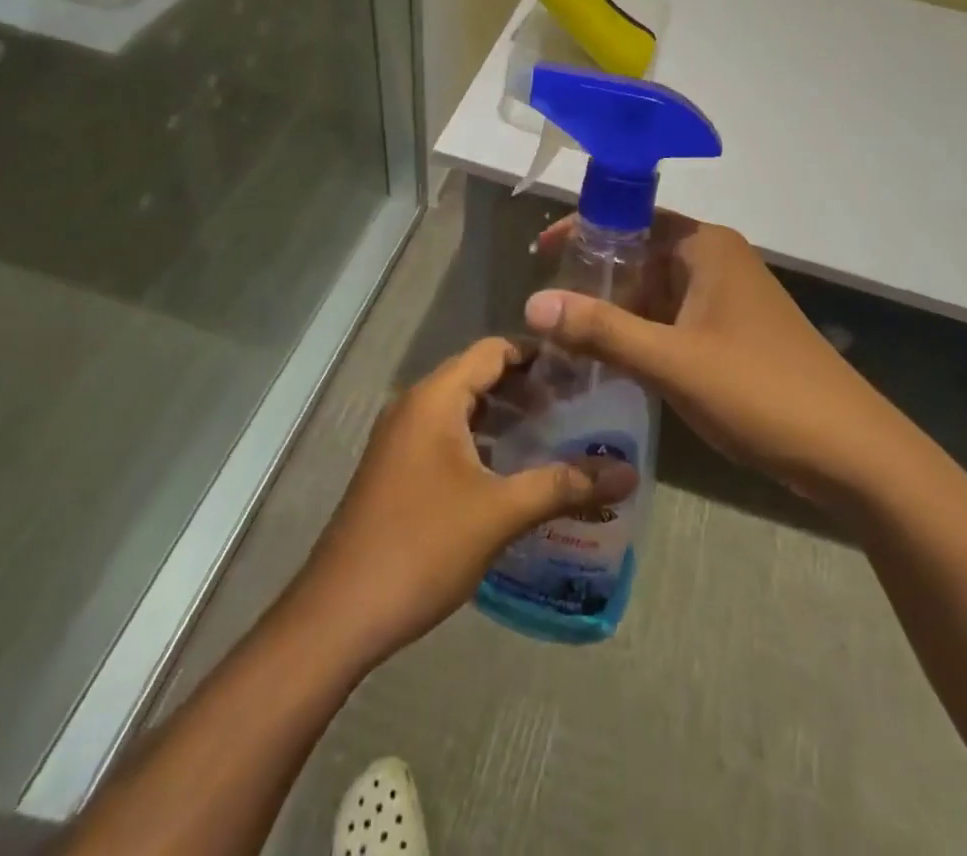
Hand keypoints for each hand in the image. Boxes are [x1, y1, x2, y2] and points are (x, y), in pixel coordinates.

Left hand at [292, 338, 635, 665]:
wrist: (339, 615)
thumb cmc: (422, 547)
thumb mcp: (500, 513)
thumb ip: (564, 486)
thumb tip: (628, 473)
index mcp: (434, 399)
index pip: (492, 352)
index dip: (536, 355)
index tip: (579, 371)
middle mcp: (414, 407)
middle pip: (477, 376)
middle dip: (525, 388)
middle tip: (574, 406)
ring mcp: (400, 440)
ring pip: (461, 410)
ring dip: (503, 417)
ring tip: (551, 435)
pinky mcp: (396, 471)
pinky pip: (445, 437)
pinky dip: (480, 441)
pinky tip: (509, 473)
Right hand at [528, 213, 889, 512]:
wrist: (850, 452)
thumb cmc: (760, 391)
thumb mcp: (672, 361)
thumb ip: (601, 330)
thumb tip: (532, 303)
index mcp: (705, 246)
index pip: (630, 216)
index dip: (583, 230)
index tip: (541, 256)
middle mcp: (715, 260)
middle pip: (640, 253)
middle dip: (594, 279)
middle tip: (545, 310)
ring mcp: (727, 298)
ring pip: (655, 291)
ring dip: (615, 311)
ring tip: (566, 338)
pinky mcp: (732, 333)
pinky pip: (673, 320)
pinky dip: (642, 334)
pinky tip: (611, 362)